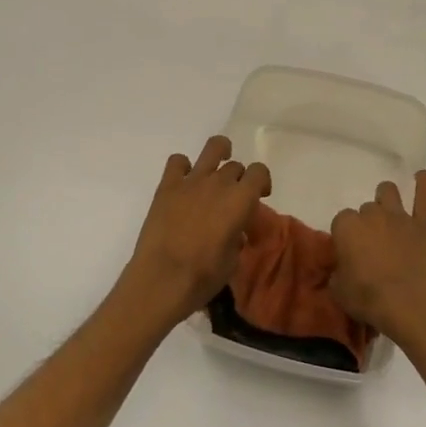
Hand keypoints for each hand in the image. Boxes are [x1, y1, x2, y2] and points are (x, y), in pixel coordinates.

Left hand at [122, 136, 270, 326]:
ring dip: (219, 153)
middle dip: (238, 179)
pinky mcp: (167, 186)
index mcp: (241, 199)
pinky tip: (183, 181)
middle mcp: (219, 182)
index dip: (262, 182)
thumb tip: (235, 233)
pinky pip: (177, 161)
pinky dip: (183, 167)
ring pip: (212, 148)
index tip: (260, 196)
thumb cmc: (204, 275)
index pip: (260, 172)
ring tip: (216, 165)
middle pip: (236, 166)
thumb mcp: (233, 260)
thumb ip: (237, 238)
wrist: (163, 278)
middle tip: (232, 197)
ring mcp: (192, 181)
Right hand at [329, 171, 425, 343]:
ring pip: (388, 192)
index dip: (346, 236)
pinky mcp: (422, 225)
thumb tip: (342, 269)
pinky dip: (423, 184)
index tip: (350, 251)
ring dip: (386, 200)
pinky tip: (422, 176)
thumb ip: (337, 273)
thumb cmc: (368, 299)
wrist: (409, 305)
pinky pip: (424, 197)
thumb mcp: (338, 290)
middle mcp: (371, 215)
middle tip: (372, 244)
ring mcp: (398, 217)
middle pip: (365, 208)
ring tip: (388, 214)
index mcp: (346, 227)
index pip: (341, 220)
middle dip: (367, 222)